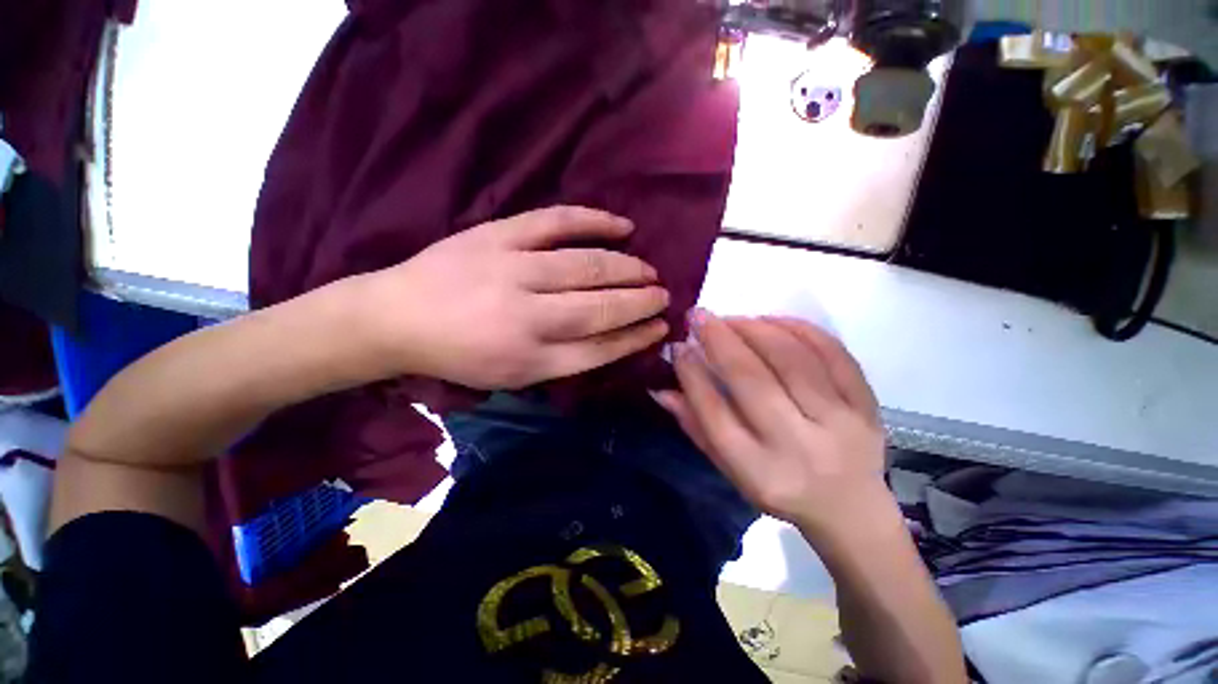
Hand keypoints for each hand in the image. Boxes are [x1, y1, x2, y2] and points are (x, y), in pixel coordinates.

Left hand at [355, 206, 670, 389]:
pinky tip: (623, 226)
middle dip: (641, 302)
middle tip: (664, 295)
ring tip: (649, 270)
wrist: (397, 318)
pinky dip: (594, 221)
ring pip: (588, 267)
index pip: (602, 348)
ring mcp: (514, 271)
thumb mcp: (512, 377)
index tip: (660, 327)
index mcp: (531, 359)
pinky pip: (556, 222)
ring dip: (627, 268)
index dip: (636, 337)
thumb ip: (562, 361)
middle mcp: (529, 317)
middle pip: (601, 307)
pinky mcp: (498, 236)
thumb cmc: (459, 356)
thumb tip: (610, 340)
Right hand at [652, 312, 885, 535]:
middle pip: (752, 381)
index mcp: (758, 470)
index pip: (714, 412)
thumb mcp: (729, 468)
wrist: (851, 510)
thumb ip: (695, 426)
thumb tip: (660, 387)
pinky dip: (801, 330)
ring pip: (793, 360)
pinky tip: (774, 321)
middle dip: (720, 340)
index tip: (679, 345)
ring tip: (733, 318)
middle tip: (699, 315)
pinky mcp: (866, 407)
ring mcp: (839, 425)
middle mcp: (797, 447)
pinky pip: (835, 355)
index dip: (691, 374)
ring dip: (756, 329)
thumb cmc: (778, 488)